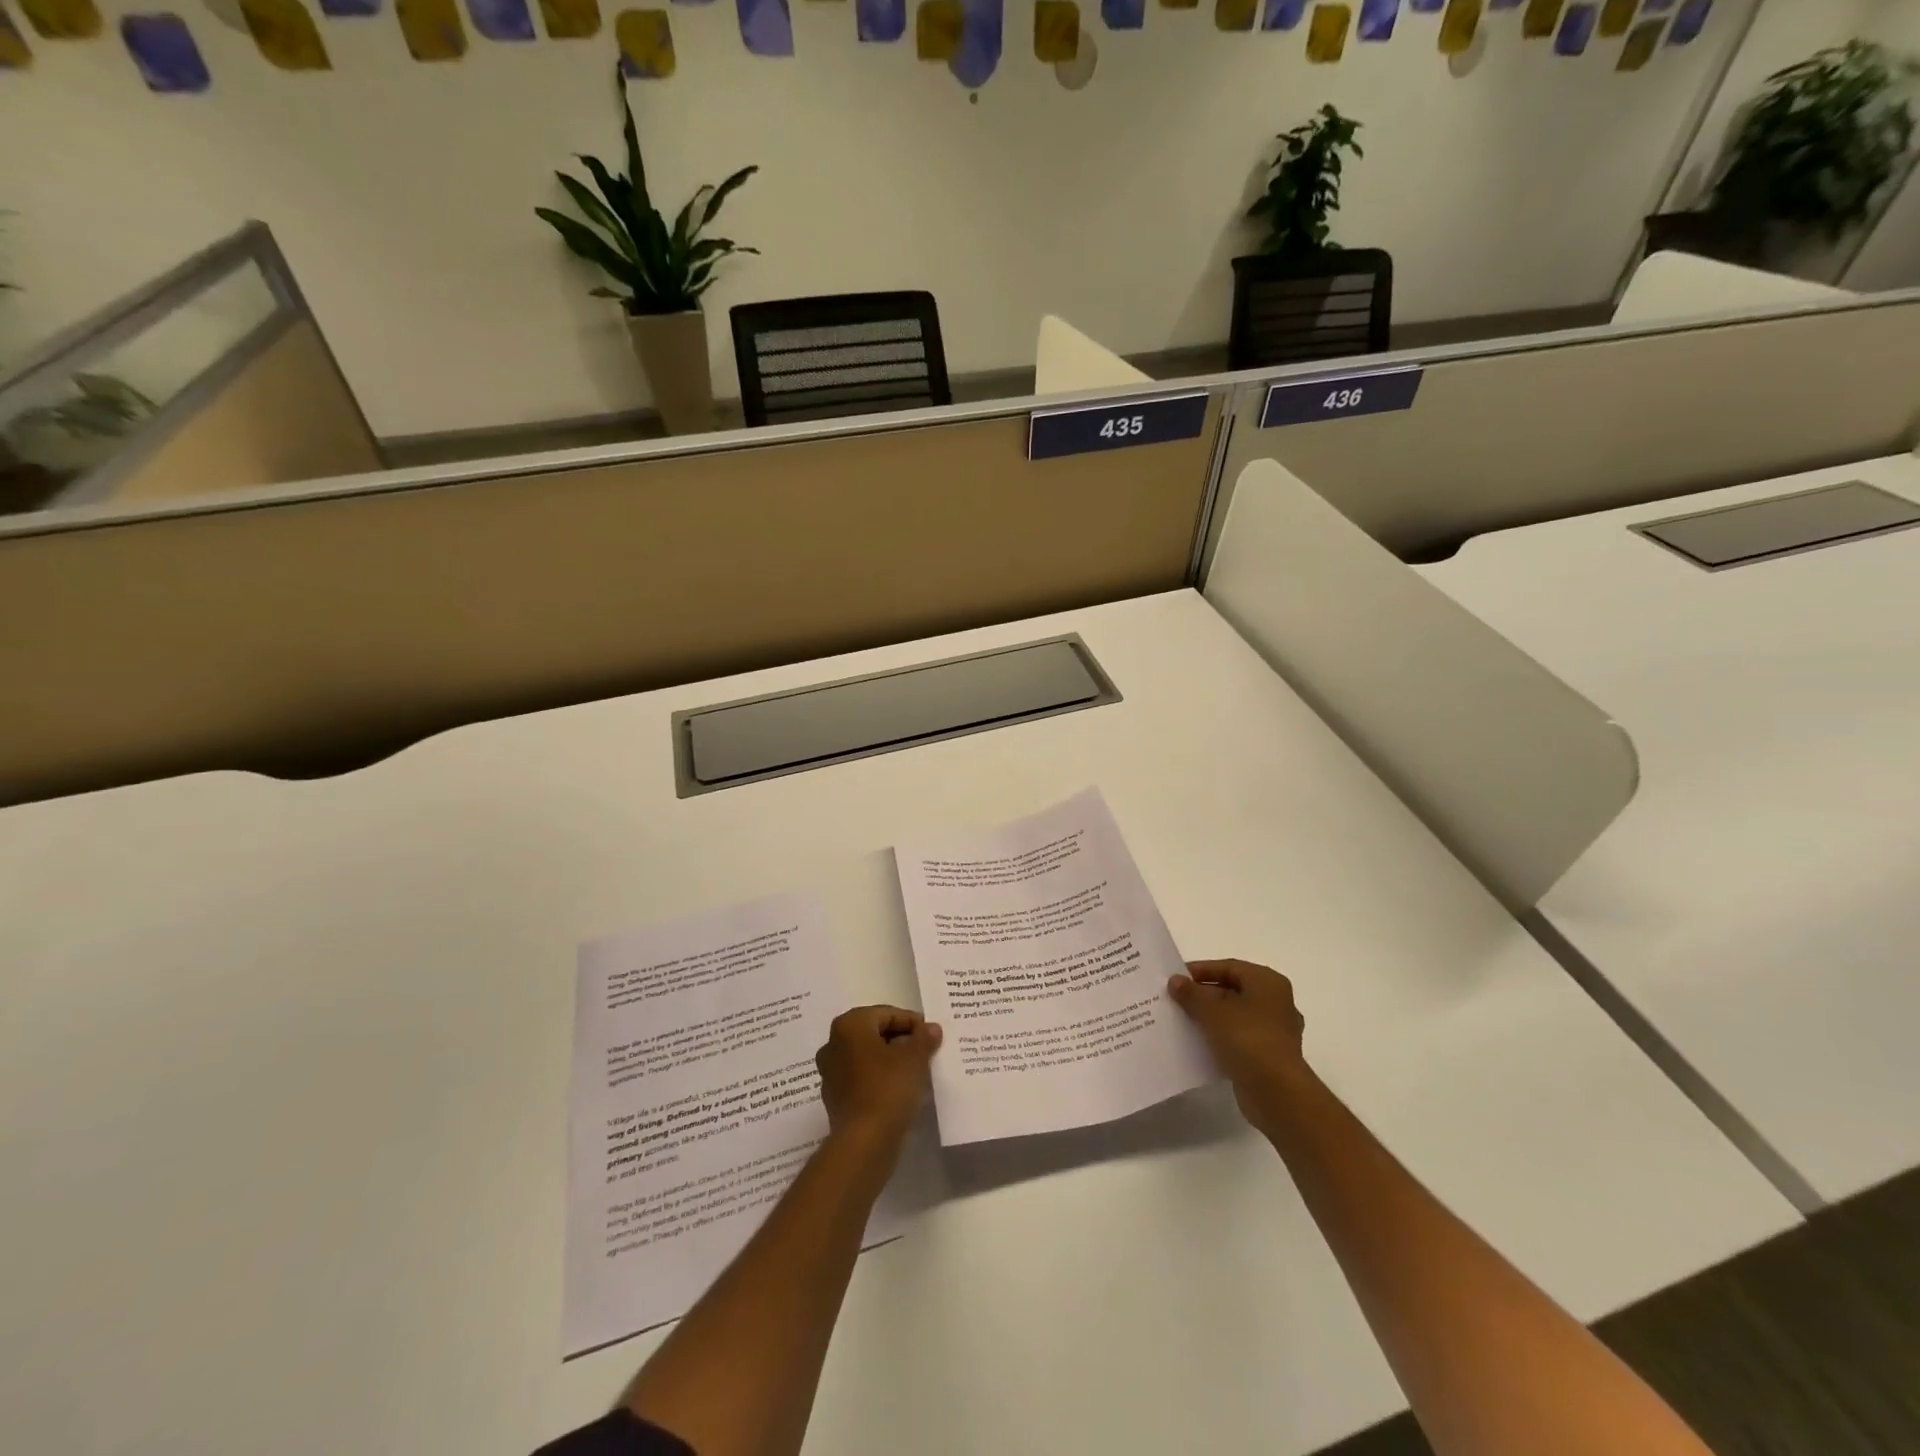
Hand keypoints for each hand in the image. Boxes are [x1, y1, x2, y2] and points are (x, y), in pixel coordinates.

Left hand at [815, 1005, 941, 1148]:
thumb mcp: (915, 1058)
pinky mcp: (834, 1097)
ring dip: (889, 1060)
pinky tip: (898, 1090)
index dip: (912, 1023)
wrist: (864, 1142)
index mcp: (849, 1025)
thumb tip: (931, 1028)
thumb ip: (924, 1038)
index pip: (887, 1014)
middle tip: (925, 1051)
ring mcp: (830, 1072)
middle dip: (900, 1040)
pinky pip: (861, 1078)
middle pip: (874, 1033)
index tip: (931, 1036)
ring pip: (867, 1056)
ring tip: (915, 1071)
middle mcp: (833, 1043)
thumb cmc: (888, 1088)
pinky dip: (878, 1078)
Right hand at [1169, 959, 1309, 1130]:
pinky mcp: (1270, 1056)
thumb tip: (1175, 981)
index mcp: (1268, 982)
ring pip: (1235, 1016)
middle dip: (1203, 995)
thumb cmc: (1247, 1039)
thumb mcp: (1212, 1011)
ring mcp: (1275, 1031)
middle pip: (1233, 990)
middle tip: (1175, 999)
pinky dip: (1220, 1038)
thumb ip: (1191, 993)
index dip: (1200, 970)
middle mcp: (1276, 1002)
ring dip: (1210, 1017)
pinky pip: (1239, 1038)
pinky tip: (1198, 1042)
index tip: (1175, 978)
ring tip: (1182, 1020)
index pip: (1229, 967)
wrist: (1277, 1093)